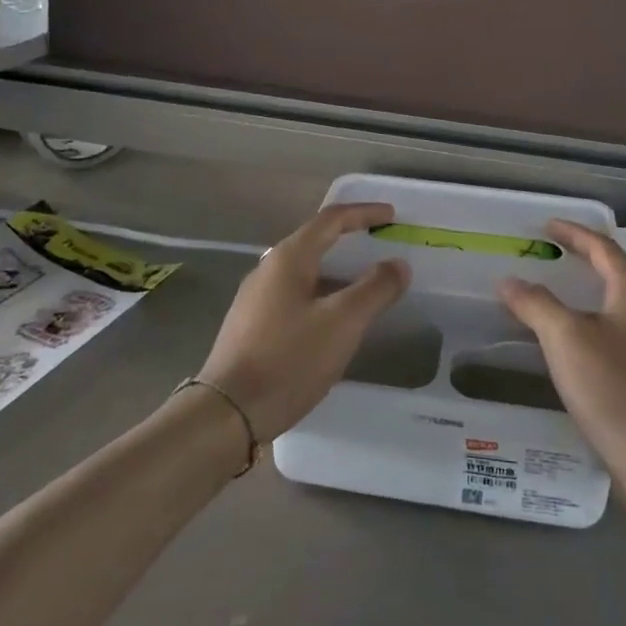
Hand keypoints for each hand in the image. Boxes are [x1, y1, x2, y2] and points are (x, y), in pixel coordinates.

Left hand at [198, 203, 410, 440]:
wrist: (227, 412)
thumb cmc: (288, 359)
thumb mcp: (342, 322)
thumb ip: (375, 289)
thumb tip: (398, 264)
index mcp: (289, 258)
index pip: (332, 219)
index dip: (364, 212)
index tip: (392, 215)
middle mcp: (268, 269)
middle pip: (316, 241)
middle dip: (351, 240)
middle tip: (382, 247)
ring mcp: (256, 298)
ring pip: (306, 271)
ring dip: (338, 271)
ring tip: (366, 284)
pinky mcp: (253, 324)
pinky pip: (296, 295)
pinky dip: (323, 293)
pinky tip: (335, 319)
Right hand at [498, 221, 625, 486]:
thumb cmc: (614, 390)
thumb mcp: (565, 339)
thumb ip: (535, 303)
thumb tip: (508, 280)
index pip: (603, 248)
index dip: (574, 233)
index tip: (546, 227)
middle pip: (614, 271)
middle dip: (581, 258)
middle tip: (548, 253)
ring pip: (615, 303)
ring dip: (585, 291)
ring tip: (554, 291)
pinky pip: (616, 330)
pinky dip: (590, 320)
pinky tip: (572, 341)